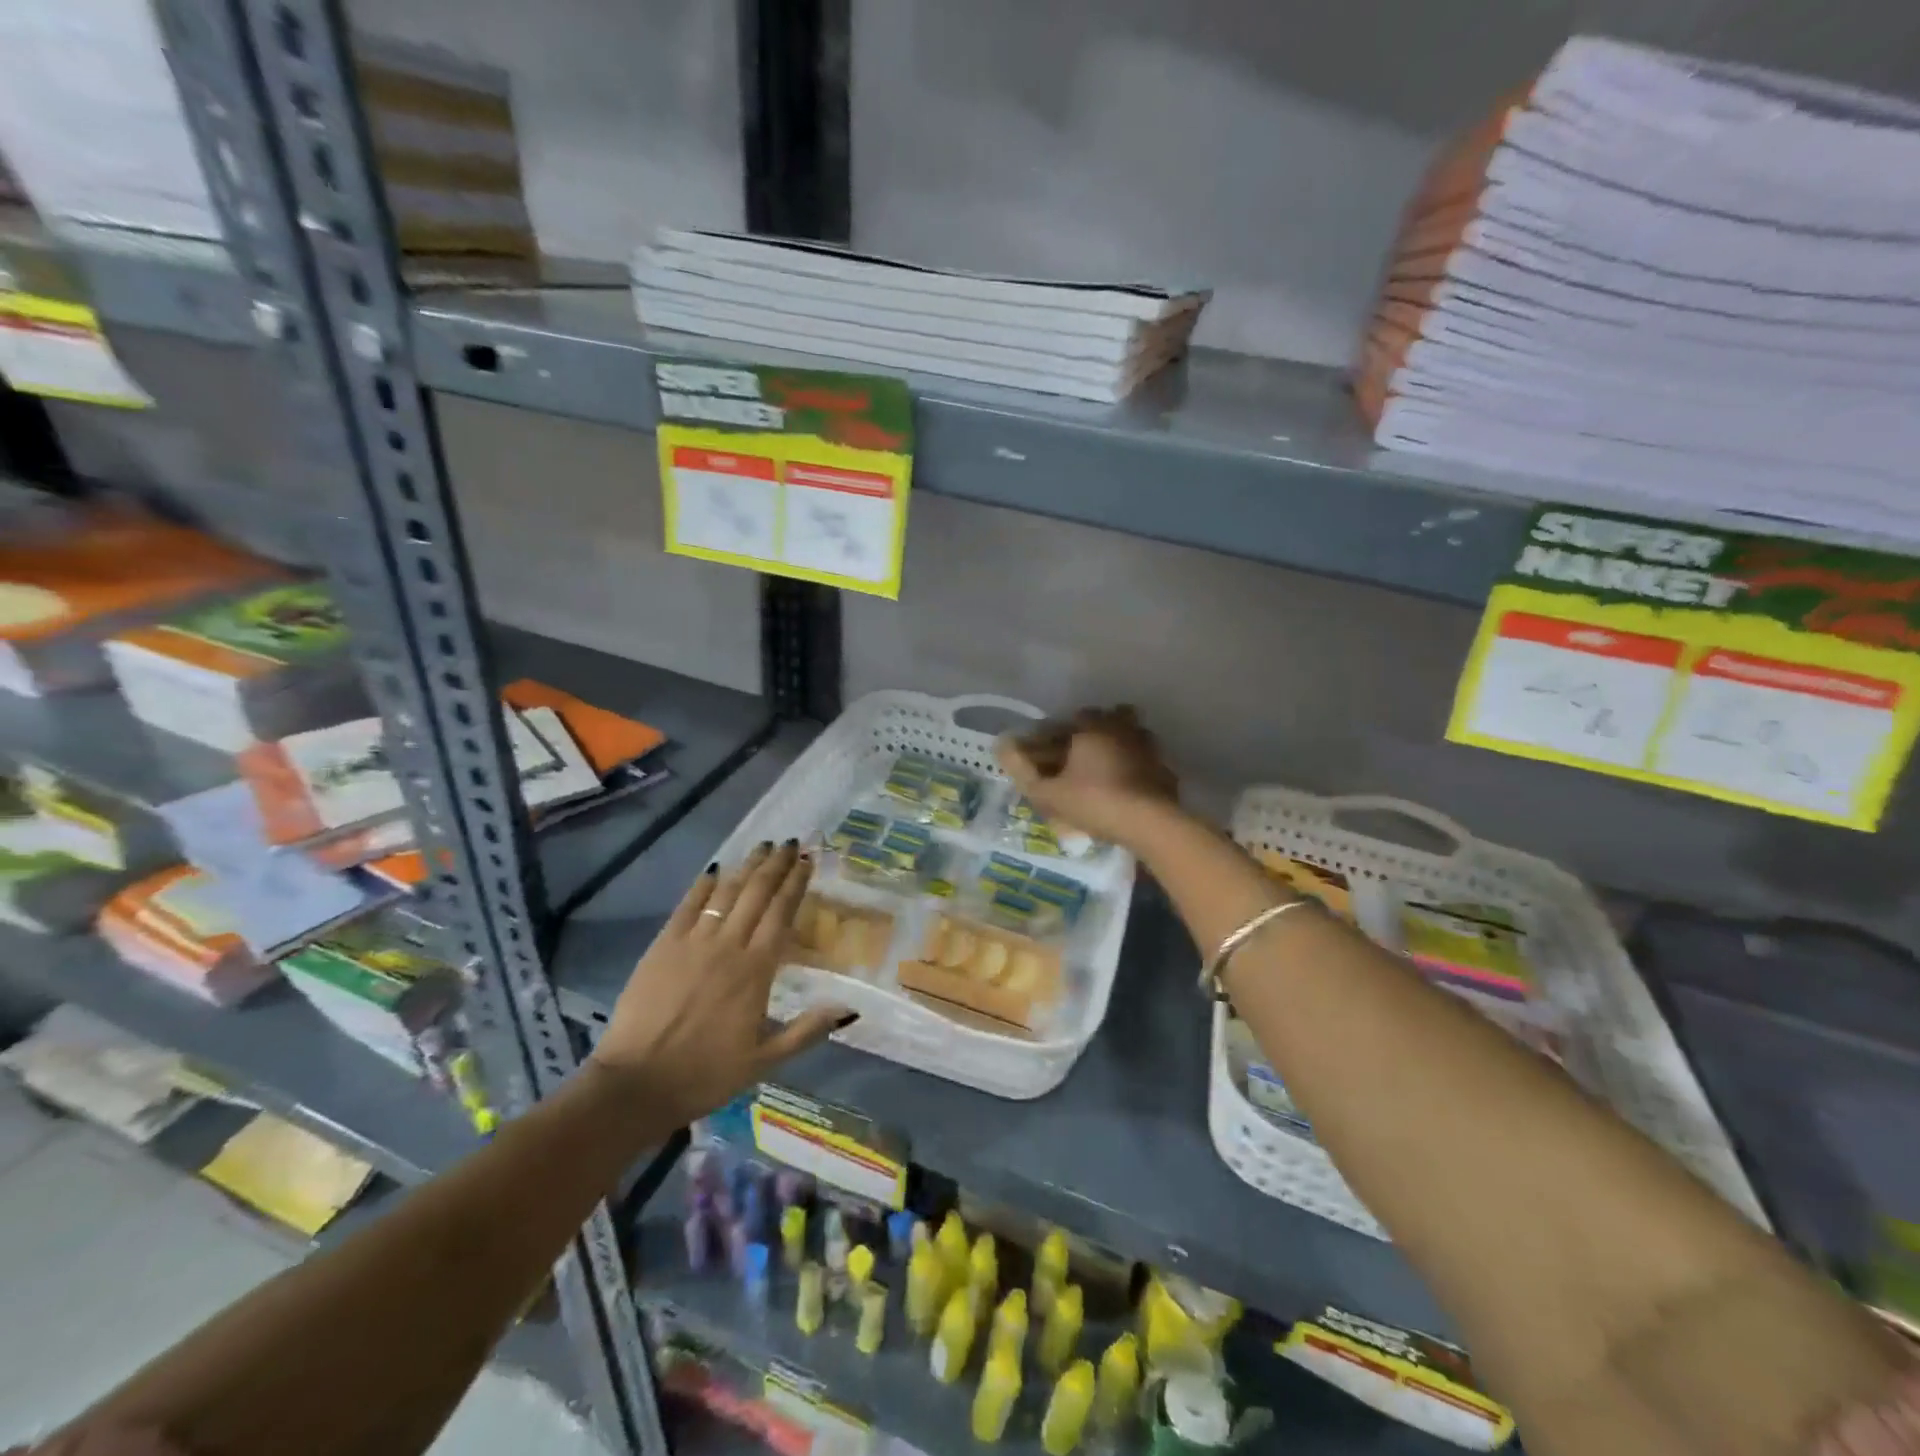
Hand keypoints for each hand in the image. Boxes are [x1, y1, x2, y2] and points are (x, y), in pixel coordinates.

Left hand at [589, 841, 851, 1121]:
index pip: (782, 914)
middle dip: (776, 866)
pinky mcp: (662, 946)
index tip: (807, 861)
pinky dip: (703, 885)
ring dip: (746, 867)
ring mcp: (693, 942)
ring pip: (726, 893)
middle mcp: (728, 946)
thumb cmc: (705, 1074)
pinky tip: (716, 869)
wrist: (636, 1084)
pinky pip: (687, 905)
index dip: (796, 884)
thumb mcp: (765, 1061)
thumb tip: (849, 1009)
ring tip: (762, 847)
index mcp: (756, 970)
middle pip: (757, 894)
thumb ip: (807, 1031)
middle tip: (790, 843)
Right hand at [996, 705, 1178, 845]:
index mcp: (1093, 728)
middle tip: (1081, 753)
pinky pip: (1148, 761)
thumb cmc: (1094, 801)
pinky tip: (1129, 787)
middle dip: (1095, 729)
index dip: (1059, 731)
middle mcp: (1123, 730)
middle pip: (1110, 717)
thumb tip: (1001, 746)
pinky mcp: (1166, 770)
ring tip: (1107, 768)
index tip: (1051, 748)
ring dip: (1121, 744)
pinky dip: (1138, 767)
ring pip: (1133, 735)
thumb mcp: (1049, 793)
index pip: (1073, 718)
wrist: (1149, 824)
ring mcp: (1149, 748)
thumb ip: (1023, 771)